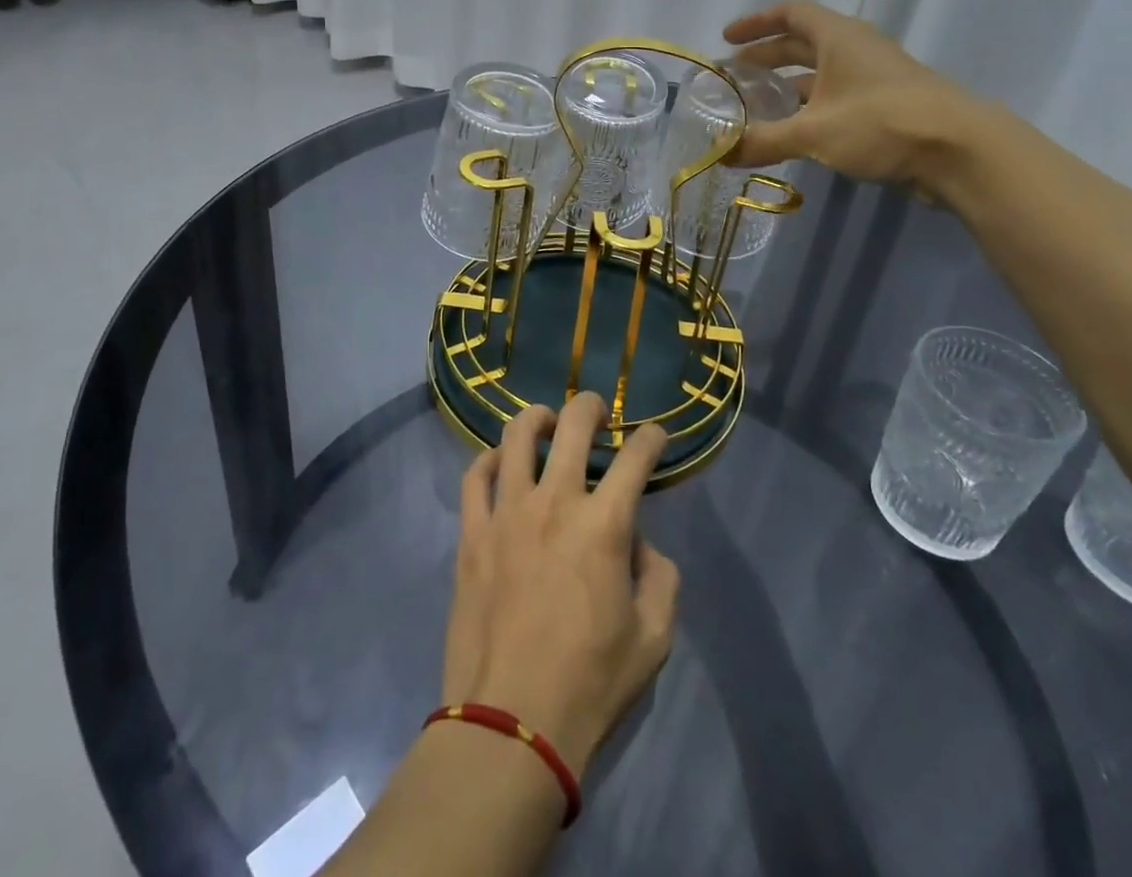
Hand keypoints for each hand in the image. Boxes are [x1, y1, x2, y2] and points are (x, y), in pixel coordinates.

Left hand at [441, 394, 679, 777]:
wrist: (511, 724)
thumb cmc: (590, 683)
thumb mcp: (654, 638)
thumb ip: (658, 576)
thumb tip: (636, 542)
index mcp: (604, 525)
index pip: (635, 457)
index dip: (651, 437)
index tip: (656, 434)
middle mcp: (555, 503)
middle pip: (572, 425)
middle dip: (591, 406)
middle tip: (598, 412)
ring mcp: (507, 513)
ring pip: (517, 436)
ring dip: (537, 418)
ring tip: (546, 422)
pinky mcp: (472, 533)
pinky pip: (475, 476)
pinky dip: (489, 458)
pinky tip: (500, 461)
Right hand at [723, 0, 979, 193]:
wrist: (960, 151)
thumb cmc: (881, 123)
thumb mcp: (813, 132)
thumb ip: (763, 140)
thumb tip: (720, 153)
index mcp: (838, 37)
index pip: (791, 13)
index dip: (756, 22)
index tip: (727, 39)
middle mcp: (856, 49)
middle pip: (802, 43)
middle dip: (766, 57)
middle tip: (735, 76)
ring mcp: (874, 78)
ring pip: (820, 74)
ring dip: (787, 86)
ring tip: (757, 106)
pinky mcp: (886, 107)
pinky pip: (836, 98)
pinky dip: (809, 108)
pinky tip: (794, 132)